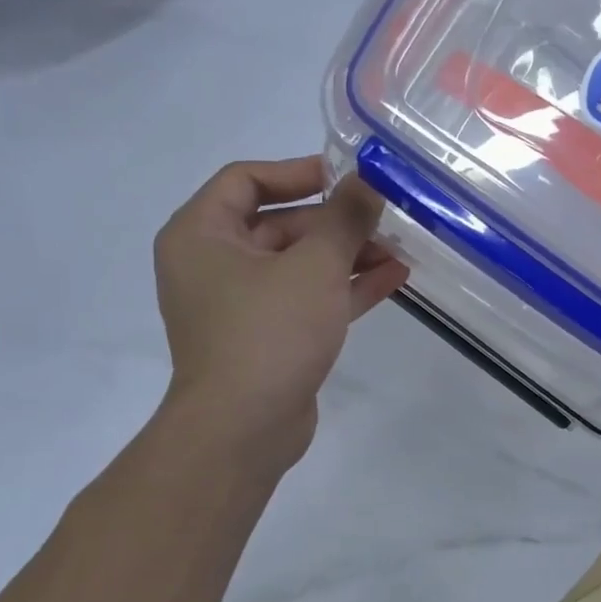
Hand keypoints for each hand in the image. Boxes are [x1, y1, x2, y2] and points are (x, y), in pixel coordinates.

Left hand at [154, 156, 407, 471]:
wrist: (243, 430)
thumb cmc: (269, 332)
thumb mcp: (315, 266)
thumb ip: (344, 218)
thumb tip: (366, 182)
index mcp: (201, 234)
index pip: (246, 179)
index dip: (298, 171)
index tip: (346, 176)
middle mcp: (212, 264)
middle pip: (278, 224)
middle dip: (335, 221)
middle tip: (385, 216)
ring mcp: (239, 305)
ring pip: (297, 265)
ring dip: (346, 255)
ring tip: (399, 248)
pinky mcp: (265, 338)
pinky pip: (305, 299)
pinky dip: (343, 288)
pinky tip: (393, 278)